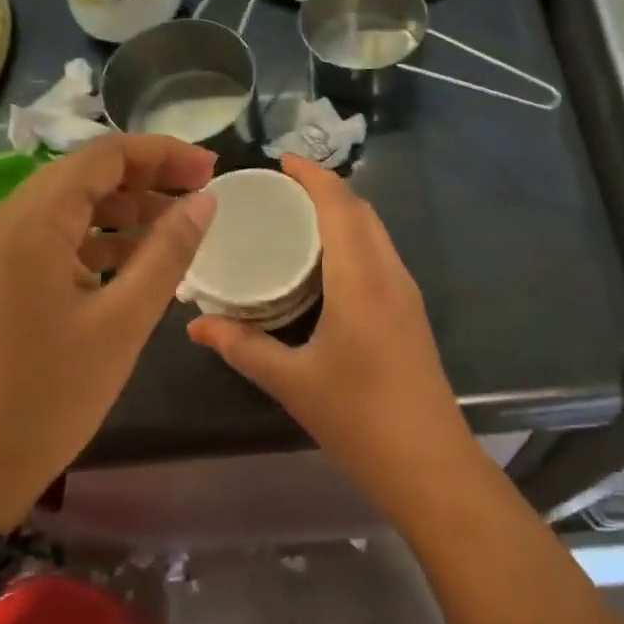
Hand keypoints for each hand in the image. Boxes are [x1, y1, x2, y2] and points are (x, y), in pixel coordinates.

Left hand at [0, 135, 216, 529]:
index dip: (162, 154)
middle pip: (83, 174)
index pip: (103, 156)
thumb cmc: (55, 392)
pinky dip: (95, 238)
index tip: (210, 169)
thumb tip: (204, 201)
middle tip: (199, 194)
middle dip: (146, 177)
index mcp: (32, 223)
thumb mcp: (125, 320)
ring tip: (175, 227)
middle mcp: (5, 221)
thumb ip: (168, 251)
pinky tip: (133, 260)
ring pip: (68, 205)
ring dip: (122, 208)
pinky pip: (51, 237)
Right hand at [187, 156, 472, 509]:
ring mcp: (407, 292)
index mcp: (361, 280)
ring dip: (344, 212)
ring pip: (377, 231)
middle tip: (281, 189)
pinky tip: (328, 260)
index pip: (341, 206)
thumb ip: (241, 347)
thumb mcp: (291, 381)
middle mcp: (390, 274)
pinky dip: (355, 237)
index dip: (314, 176)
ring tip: (299, 216)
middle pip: (362, 211)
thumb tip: (195, 326)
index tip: (282, 160)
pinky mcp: (411, 311)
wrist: (429, 463)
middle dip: (325, 189)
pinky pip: (382, 254)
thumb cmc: (358, 418)